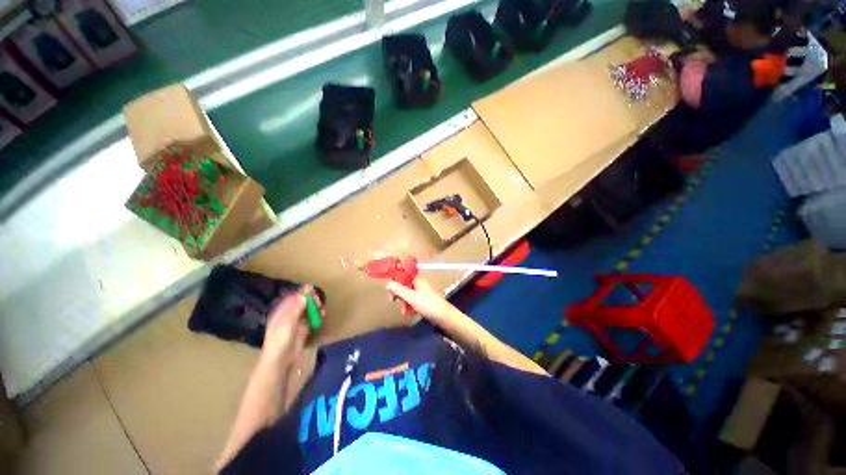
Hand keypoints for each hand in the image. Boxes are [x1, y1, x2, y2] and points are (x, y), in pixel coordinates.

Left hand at [263, 288, 319, 364]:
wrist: (281, 360)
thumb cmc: (280, 339)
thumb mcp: (288, 321)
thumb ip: (296, 307)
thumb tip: (304, 294)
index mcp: (281, 312)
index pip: (292, 298)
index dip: (302, 294)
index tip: (313, 291)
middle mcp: (289, 316)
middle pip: (301, 304)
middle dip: (311, 301)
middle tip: (318, 301)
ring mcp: (296, 324)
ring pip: (307, 312)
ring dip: (315, 309)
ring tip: (321, 309)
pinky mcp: (303, 331)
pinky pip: (311, 320)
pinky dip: (317, 317)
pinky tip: (322, 316)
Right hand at [386, 277, 456, 323]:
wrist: (444, 316)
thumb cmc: (428, 305)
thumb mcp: (412, 297)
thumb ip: (399, 290)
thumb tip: (388, 284)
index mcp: (416, 279)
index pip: (402, 275)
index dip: (395, 282)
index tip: (390, 291)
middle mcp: (419, 284)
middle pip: (403, 286)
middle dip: (398, 295)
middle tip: (394, 302)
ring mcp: (421, 292)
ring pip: (407, 295)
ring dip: (404, 303)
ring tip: (405, 311)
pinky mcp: (424, 301)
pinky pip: (413, 301)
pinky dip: (410, 306)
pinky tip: (410, 313)